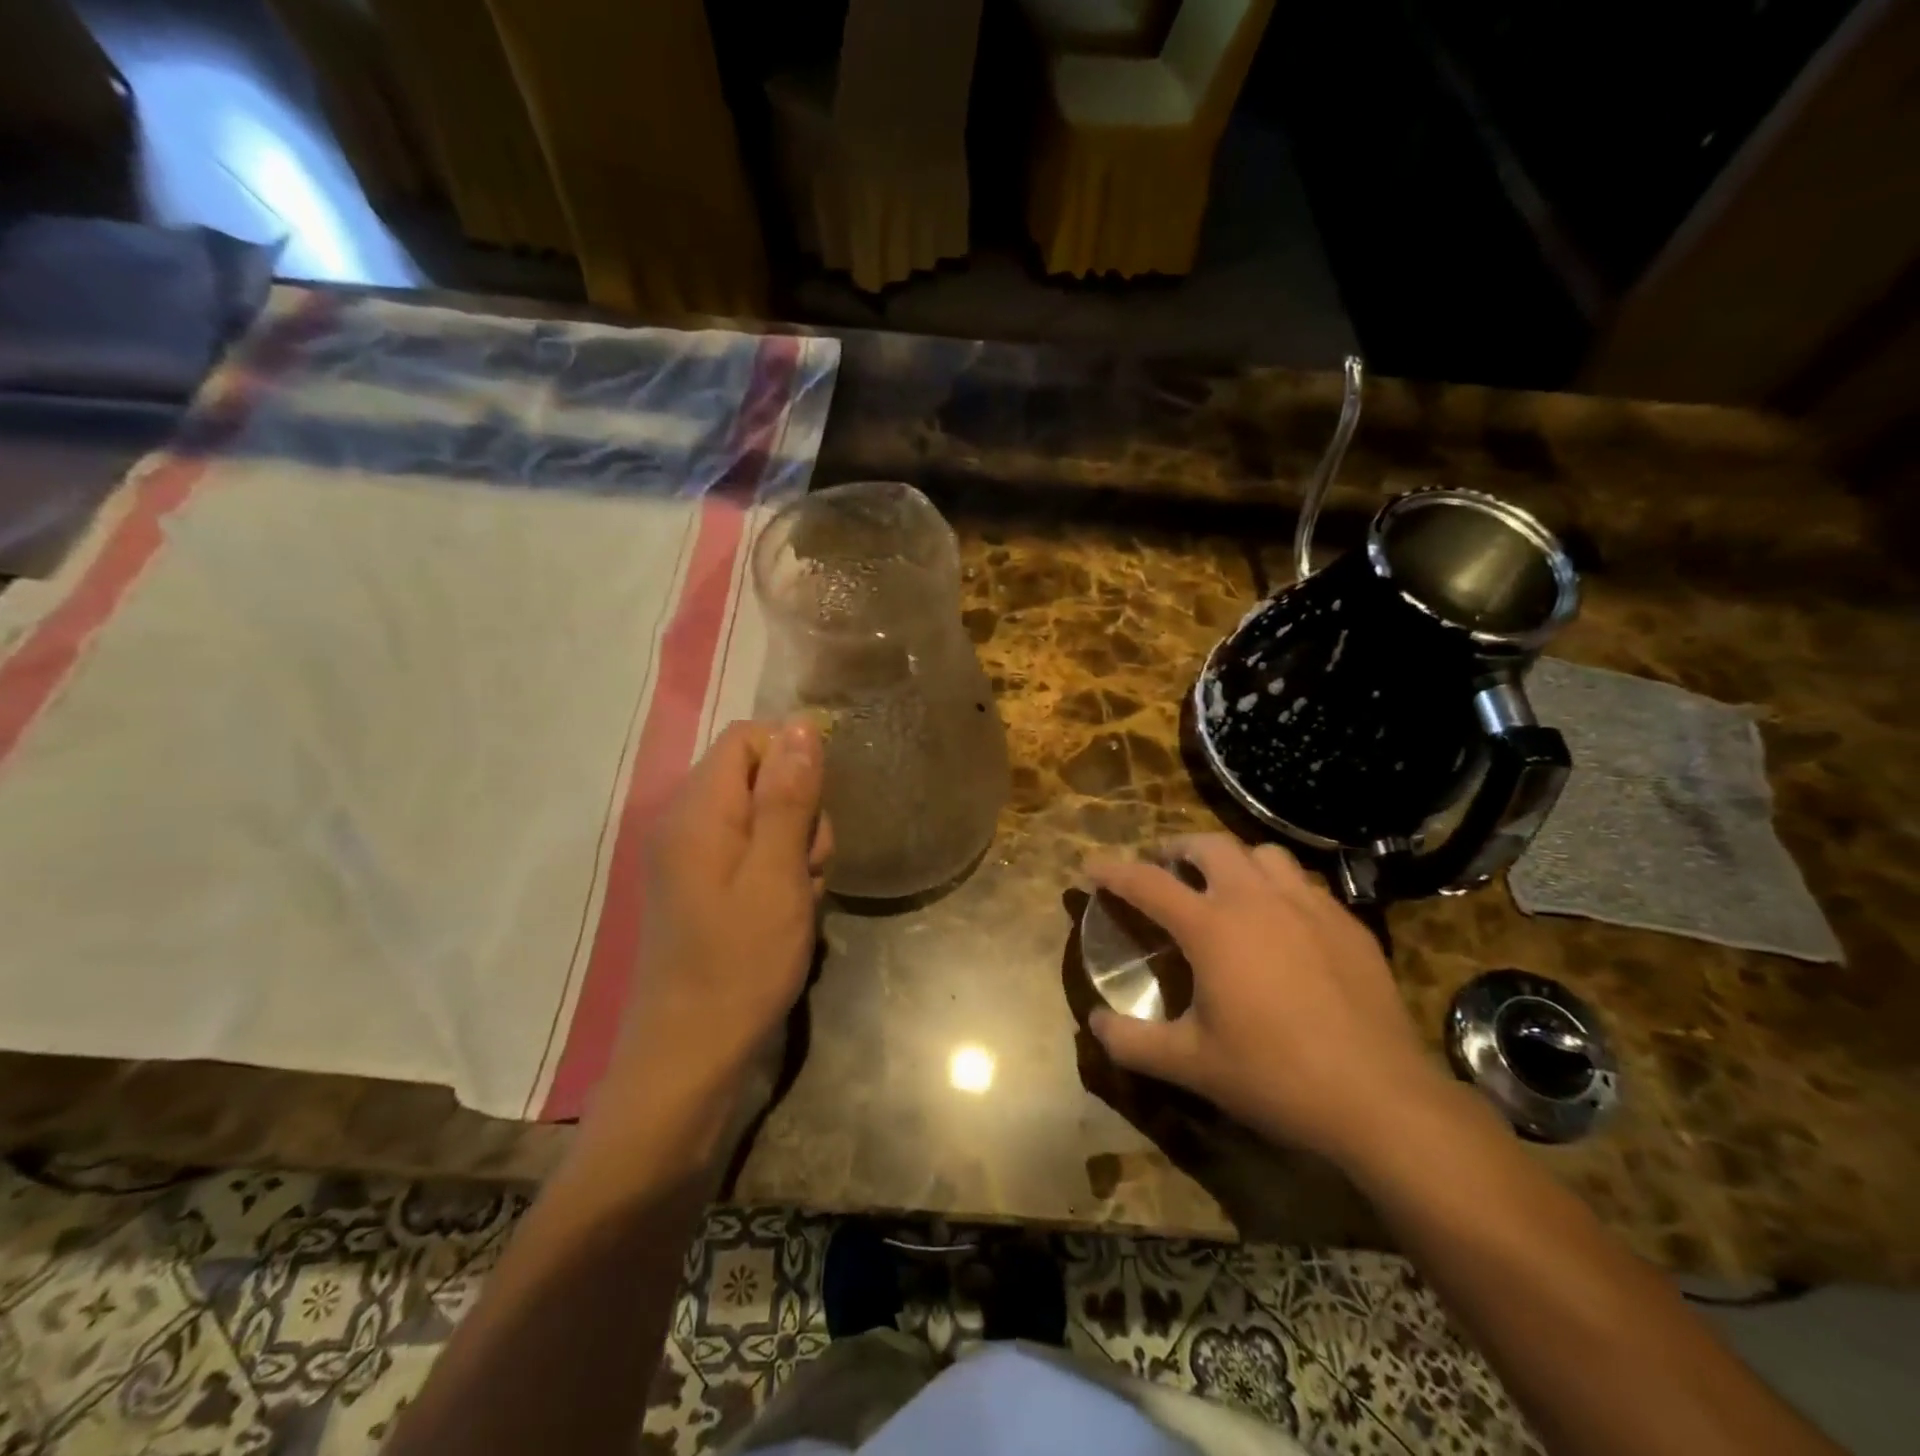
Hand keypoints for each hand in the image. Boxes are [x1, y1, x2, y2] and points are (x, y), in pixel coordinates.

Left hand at [610, 718, 831, 1103]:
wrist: (690, 1057)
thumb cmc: (739, 964)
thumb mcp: (777, 875)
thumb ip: (787, 797)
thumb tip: (799, 725)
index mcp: (698, 810)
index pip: (748, 739)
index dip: (792, 758)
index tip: (816, 809)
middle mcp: (686, 822)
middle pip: (757, 777)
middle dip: (798, 812)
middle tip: (809, 868)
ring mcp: (692, 857)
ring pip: (762, 817)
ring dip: (794, 847)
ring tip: (799, 898)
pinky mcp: (702, 886)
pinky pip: (751, 853)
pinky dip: (778, 872)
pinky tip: (786, 913)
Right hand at [1085, 834, 1447, 1164]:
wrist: (1380, 1098)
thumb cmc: (1276, 1076)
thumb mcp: (1192, 1065)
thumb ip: (1133, 1042)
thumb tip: (1095, 1024)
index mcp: (1212, 927)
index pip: (1147, 882)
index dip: (1113, 871)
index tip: (1090, 866)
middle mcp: (1257, 900)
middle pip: (1209, 845)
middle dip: (1177, 848)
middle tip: (1164, 868)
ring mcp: (1308, 906)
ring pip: (1262, 854)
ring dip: (1233, 860)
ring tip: (1224, 886)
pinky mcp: (1347, 923)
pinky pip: (1304, 883)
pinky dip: (1278, 886)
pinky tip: (1281, 922)